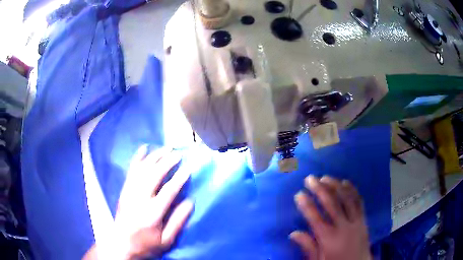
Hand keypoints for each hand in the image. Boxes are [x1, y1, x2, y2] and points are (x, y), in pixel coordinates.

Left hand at [84, 146, 192, 259]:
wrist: (121, 244)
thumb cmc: (146, 244)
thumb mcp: (166, 241)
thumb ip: (178, 221)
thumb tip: (190, 202)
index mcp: (152, 213)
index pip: (168, 191)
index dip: (179, 179)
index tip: (188, 169)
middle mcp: (140, 198)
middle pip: (154, 175)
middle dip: (167, 162)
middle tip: (178, 154)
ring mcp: (130, 192)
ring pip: (142, 169)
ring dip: (155, 157)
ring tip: (166, 149)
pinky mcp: (124, 189)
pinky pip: (131, 170)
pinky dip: (137, 158)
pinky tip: (143, 148)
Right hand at [291, 176, 370, 259]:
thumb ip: (308, 247)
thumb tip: (294, 233)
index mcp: (329, 239)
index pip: (315, 218)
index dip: (306, 205)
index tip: (299, 194)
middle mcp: (343, 227)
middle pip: (331, 204)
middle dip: (319, 189)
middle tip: (310, 179)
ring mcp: (356, 221)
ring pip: (346, 199)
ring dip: (335, 186)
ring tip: (325, 177)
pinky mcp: (363, 219)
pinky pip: (358, 201)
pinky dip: (352, 190)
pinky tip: (345, 182)